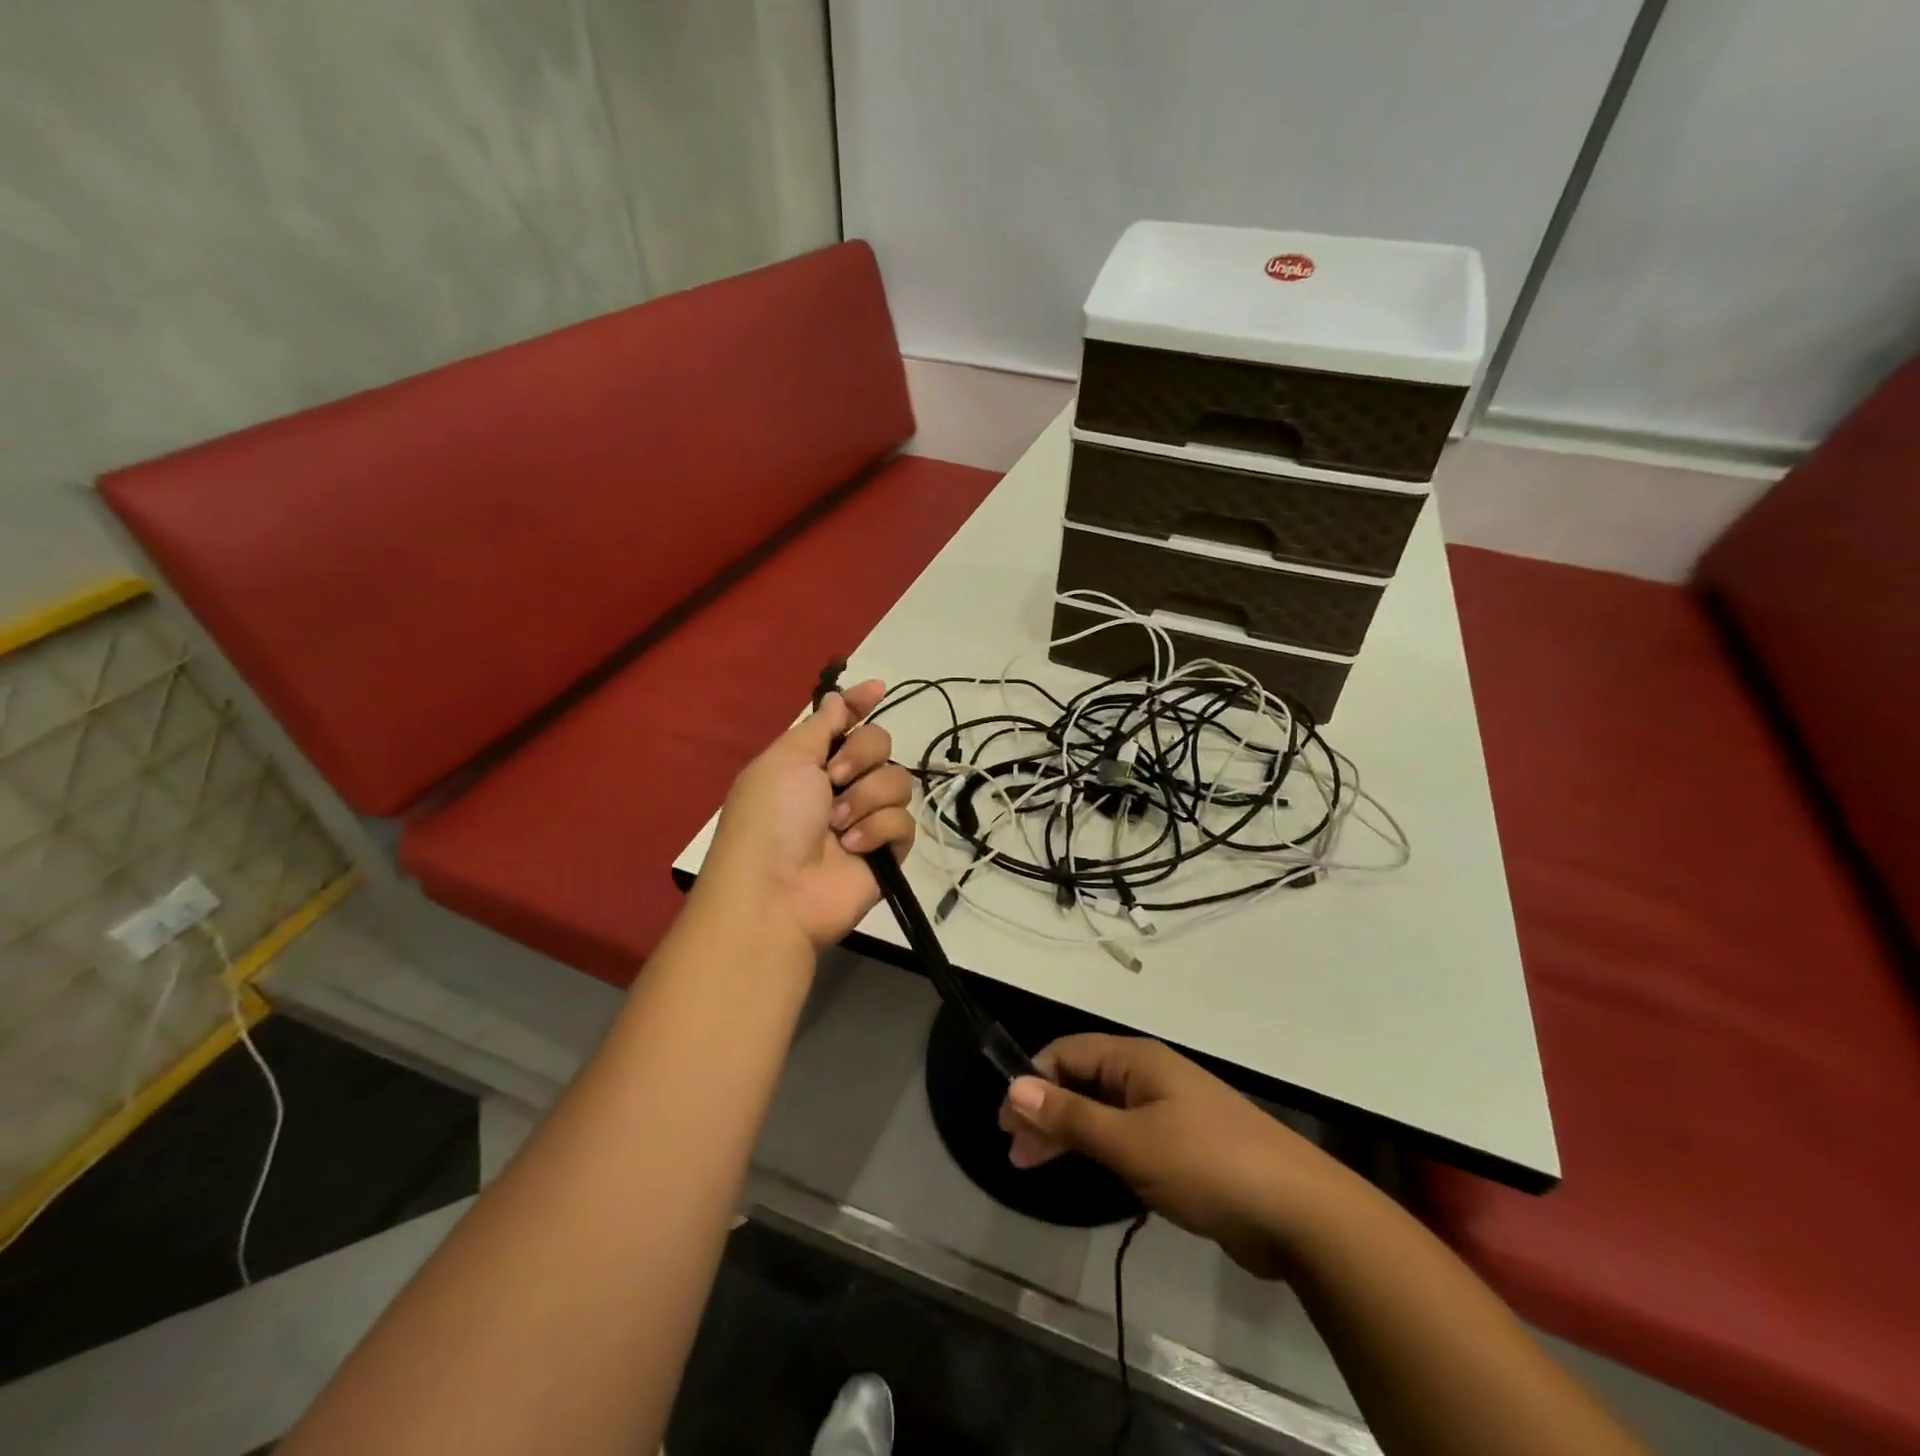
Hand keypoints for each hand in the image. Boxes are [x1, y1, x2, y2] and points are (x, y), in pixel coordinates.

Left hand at [701, 681, 915, 950]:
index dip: (860, 704)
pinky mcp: (886, 851)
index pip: (845, 722)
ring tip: (839, 825)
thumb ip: (821, 726)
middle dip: (862, 755)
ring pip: (897, 781)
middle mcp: (840, 785)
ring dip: (866, 798)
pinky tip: (854, 847)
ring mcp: (865, 818)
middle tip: (835, 778)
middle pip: (880, 744)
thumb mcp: (787, 759)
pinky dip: (878, 830)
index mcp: (811, 761)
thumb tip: (837, 696)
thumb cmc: (772, 817)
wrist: (777, 892)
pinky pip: (904, 822)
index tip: (878, 688)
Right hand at [998, 1035, 1335, 1278]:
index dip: (1033, 1081)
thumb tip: (1015, 1087)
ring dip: (1068, 1134)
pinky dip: (1098, 1152)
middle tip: (1013, 1151)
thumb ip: (1070, 1116)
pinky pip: (1126, 1138)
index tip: (1005, 1120)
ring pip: (1102, 1113)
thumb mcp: (1130, 1143)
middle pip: (1082, 1082)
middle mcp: (1149, 1077)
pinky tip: (1084, 1174)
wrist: (1298, 1214)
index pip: (1069, 1053)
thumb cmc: (1206, 1164)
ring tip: (1033, 1165)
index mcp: (1137, 1060)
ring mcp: (1168, 1112)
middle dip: (1046, 1111)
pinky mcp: (1181, 1148)